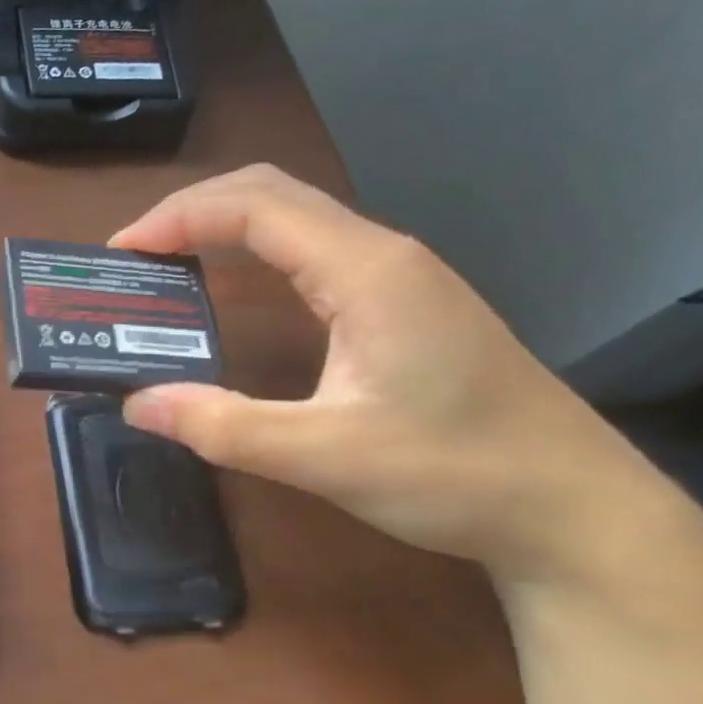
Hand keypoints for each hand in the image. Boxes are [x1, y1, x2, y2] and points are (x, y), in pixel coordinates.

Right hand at [112, 165, 694, 595]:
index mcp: (365, 271)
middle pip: (271, 192)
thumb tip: (136, 403)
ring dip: (225, 225)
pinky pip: (313, 248)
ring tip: (169, 262)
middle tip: (136, 254)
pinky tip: (235, 287)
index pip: (254, 207)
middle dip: (194, 210)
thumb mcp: (327, 457)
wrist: (579, 511)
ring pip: (295, 216)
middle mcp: (382, 253)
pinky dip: (256, 250)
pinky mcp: (404, 299)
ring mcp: (399, 273)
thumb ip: (224, 427)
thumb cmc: (459, 475)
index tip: (123, 251)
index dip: (179, 217)